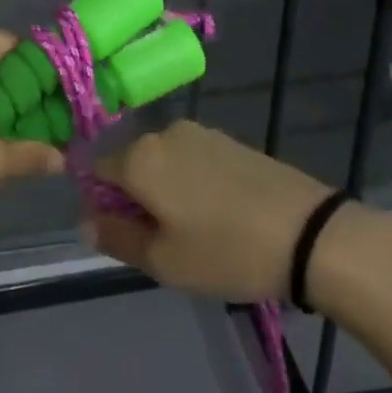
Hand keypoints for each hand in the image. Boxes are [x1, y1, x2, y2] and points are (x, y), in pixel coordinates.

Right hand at [87, 121, 333, 301]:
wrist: (305, 231)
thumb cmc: (225, 250)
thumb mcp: (163, 260)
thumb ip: (116, 237)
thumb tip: (86, 220)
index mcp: (140, 157)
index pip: (97, 171)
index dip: (101, 205)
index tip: (123, 237)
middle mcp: (164, 133)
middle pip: (131, 164)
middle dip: (136, 199)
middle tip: (163, 243)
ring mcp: (200, 132)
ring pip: (163, 163)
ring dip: (165, 192)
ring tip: (195, 233)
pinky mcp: (228, 139)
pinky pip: (191, 160)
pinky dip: (192, 184)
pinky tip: (218, 215)